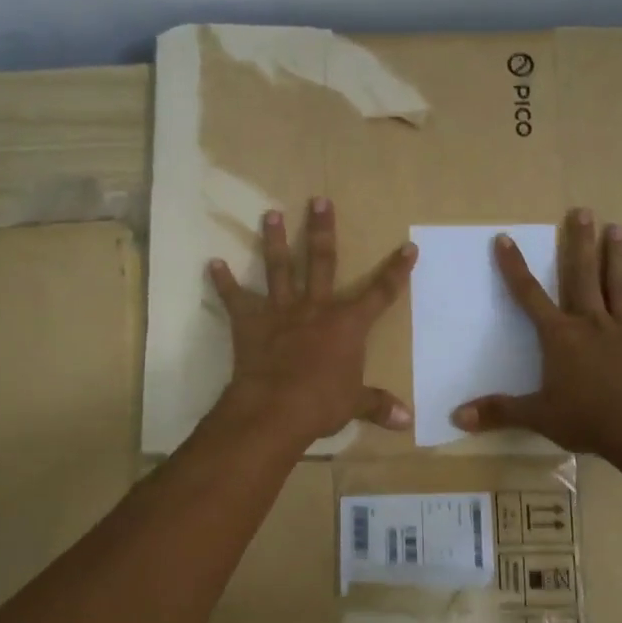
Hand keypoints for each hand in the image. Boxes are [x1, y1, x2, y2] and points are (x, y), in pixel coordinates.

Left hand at [208, 198, 416, 442]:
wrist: (275, 409)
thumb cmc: (321, 404)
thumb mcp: (354, 404)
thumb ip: (378, 405)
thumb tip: (407, 421)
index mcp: (347, 325)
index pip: (380, 293)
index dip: (397, 272)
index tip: (408, 247)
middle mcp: (315, 308)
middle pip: (322, 262)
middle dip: (322, 230)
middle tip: (318, 201)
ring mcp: (281, 312)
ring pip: (279, 269)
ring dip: (276, 241)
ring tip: (271, 214)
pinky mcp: (250, 323)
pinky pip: (235, 299)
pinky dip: (223, 282)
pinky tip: (213, 264)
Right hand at [452, 209, 621, 457]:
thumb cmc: (586, 418)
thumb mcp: (537, 416)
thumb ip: (498, 412)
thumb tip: (457, 417)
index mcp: (560, 337)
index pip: (530, 296)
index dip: (515, 268)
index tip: (506, 239)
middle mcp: (592, 324)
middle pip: (583, 277)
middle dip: (580, 244)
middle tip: (583, 212)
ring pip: (620, 287)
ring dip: (618, 257)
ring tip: (619, 228)